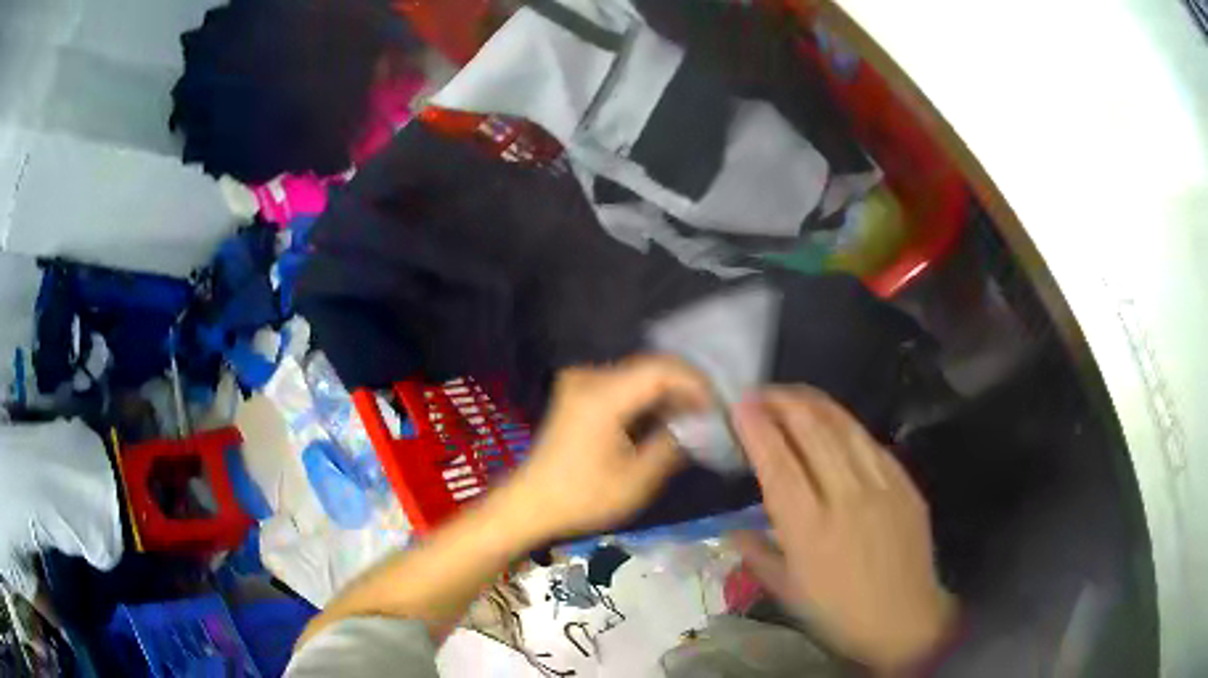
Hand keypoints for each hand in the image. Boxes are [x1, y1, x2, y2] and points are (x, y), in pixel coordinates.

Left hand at [503, 356, 711, 538]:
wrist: (531, 503)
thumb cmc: (582, 497)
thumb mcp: (637, 480)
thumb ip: (673, 444)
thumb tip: (701, 424)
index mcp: (602, 396)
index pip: (661, 369)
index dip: (696, 382)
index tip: (718, 406)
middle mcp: (590, 377)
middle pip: (651, 367)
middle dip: (685, 387)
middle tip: (713, 413)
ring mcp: (581, 382)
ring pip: (639, 375)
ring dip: (668, 393)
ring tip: (696, 417)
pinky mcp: (579, 393)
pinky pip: (624, 384)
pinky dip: (648, 398)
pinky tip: (666, 418)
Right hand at [731, 387, 955, 672]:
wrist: (904, 619)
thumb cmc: (838, 614)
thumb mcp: (788, 592)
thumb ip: (757, 555)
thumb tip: (732, 529)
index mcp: (809, 529)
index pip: (779, 464)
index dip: (757, 429)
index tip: (740, 405)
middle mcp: (845, 497)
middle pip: (812, 432)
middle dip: (783, 402)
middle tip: (762, 392)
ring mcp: (881, 486)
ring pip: (844, 427)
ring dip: (814, 403)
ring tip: (793, 393)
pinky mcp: (904, 483)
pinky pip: (872, 442)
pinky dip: (846, 424)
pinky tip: (834, 420)